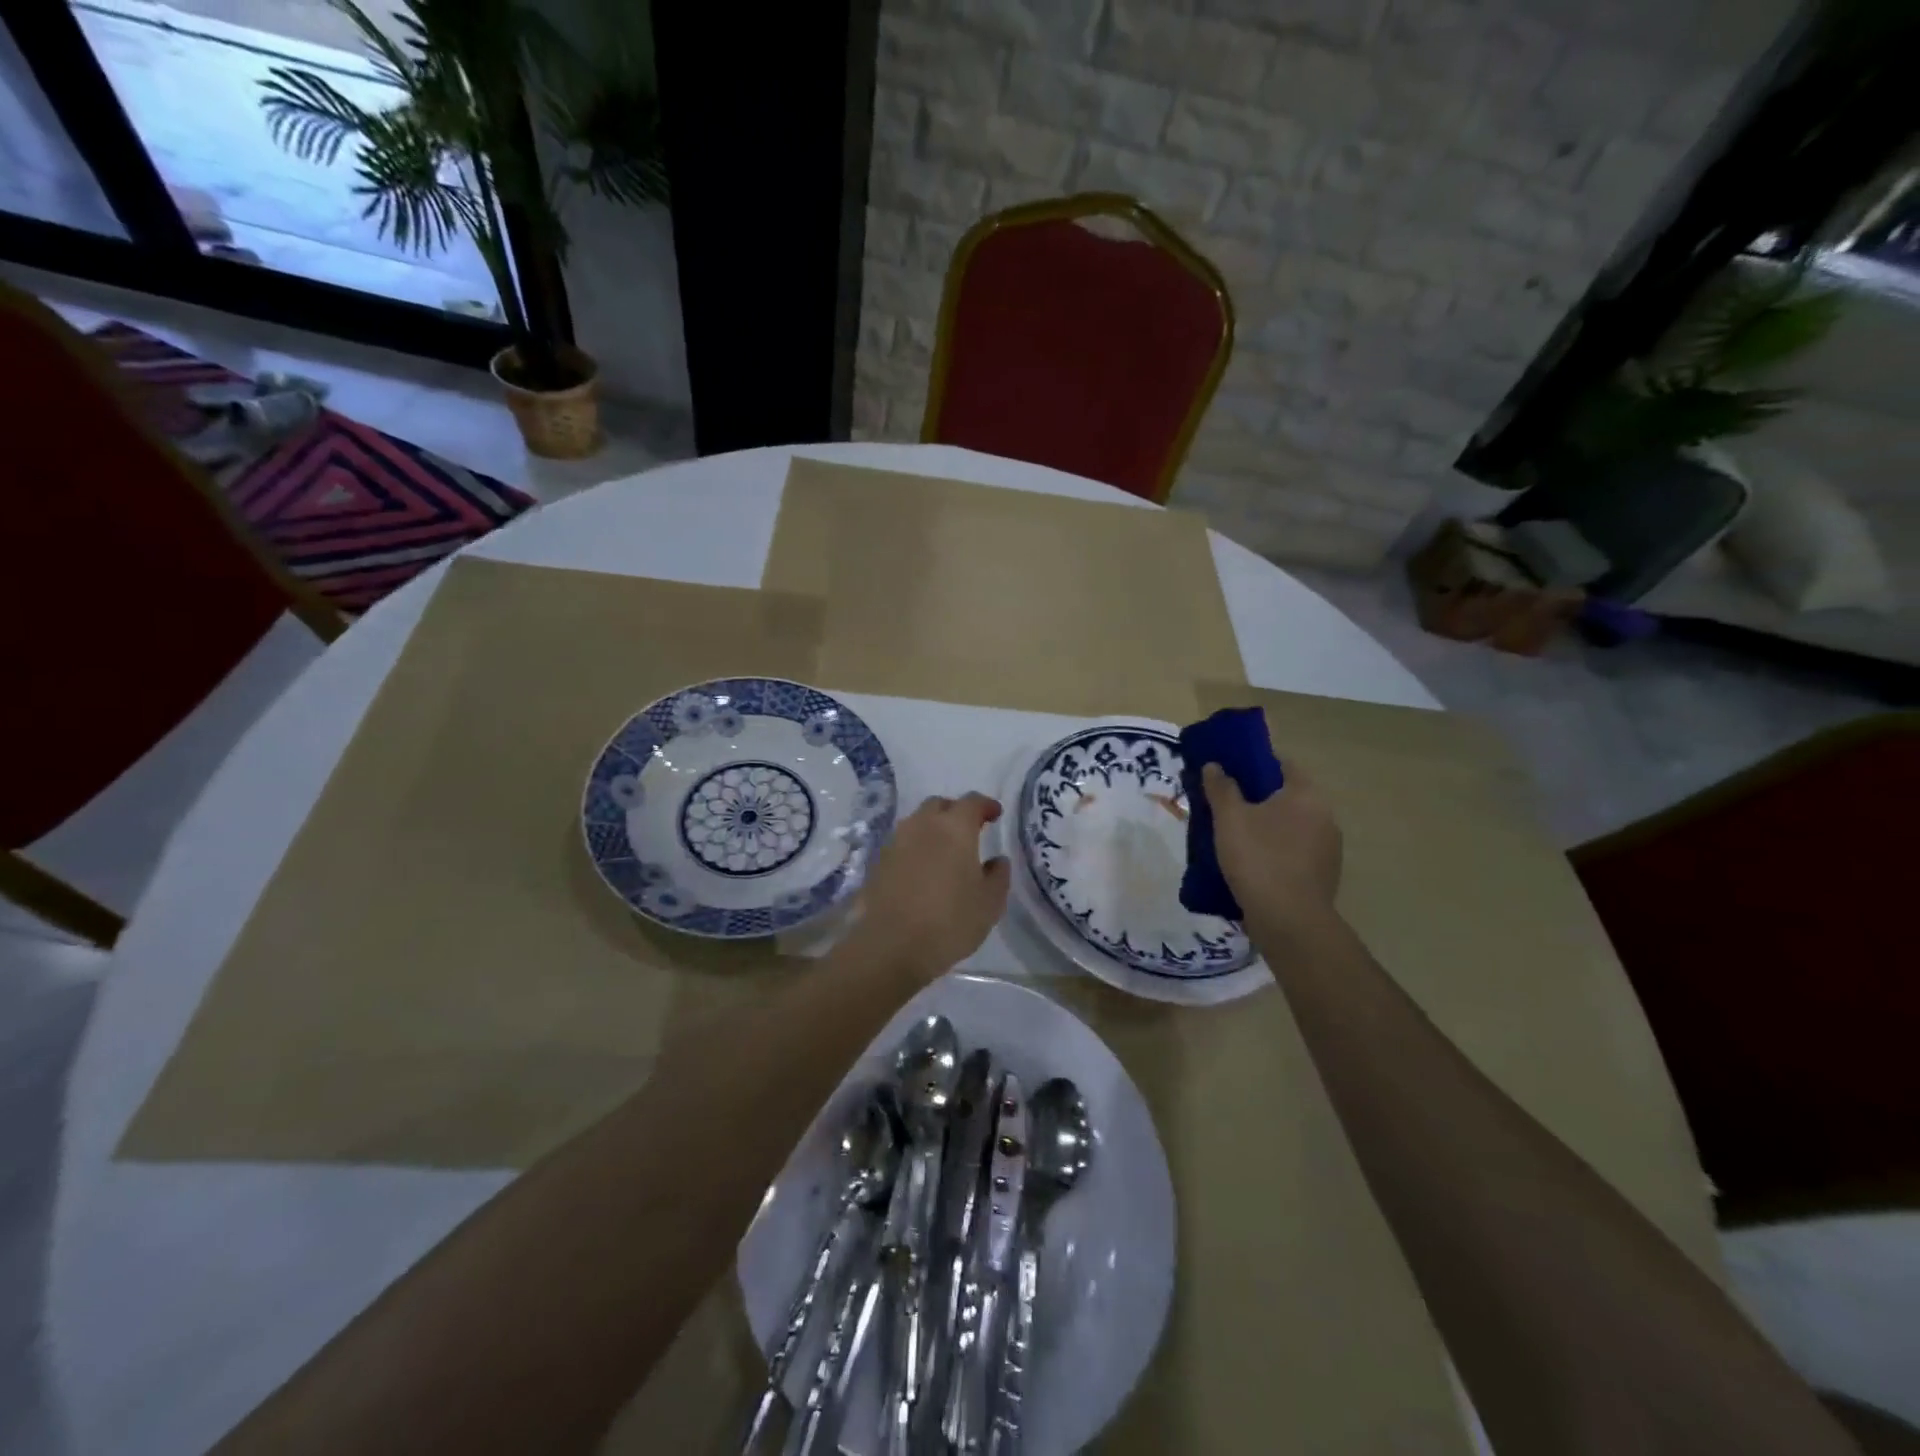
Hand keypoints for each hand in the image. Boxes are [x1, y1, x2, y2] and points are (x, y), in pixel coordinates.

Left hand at [846, 793, 1011, 981]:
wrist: (892, 946)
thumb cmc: (950, 921)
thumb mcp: (989, 903)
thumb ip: (998, 875)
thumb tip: (997, 860)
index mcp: (955, 828)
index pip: (972, 802)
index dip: (985, 805)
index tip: (995, 814)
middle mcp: (923, 825)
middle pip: (939, 805)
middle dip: (955, 811)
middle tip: (969, 830)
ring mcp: (896, 842)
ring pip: (917, 822)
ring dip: (932, 828)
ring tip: (945, 850)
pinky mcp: (879, 862)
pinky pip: (902, 843)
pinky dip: (915, 847)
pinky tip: (923, 869)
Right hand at [1200, 755, 1342, 932]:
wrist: (1289, 921)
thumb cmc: (1259, 859)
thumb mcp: (1230, 819)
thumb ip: (1221, 788)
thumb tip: (1215, 765)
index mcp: (1306, 795)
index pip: (1283, 764)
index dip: (1255, 762)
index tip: (1229, 770)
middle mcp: (1325, 816)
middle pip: (1286, 796)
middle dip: (1257, 797)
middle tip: (1225, 804)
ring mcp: (1328, 848)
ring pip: (1291, 825)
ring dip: (1266, 826)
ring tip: (1234, 836)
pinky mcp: (1323, 874)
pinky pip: (1294, 851)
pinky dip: (1275, 850)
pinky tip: (1252, 863)